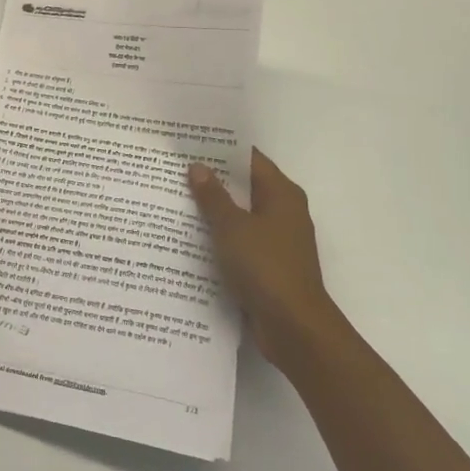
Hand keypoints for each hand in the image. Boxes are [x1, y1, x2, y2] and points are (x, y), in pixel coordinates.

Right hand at [189, 150, 336, 369]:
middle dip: (213, 180)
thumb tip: (198, 166)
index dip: (221, 150)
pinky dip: (221, 238)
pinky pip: (241, 242)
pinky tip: (191, 239)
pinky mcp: (270, 266)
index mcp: (282, 194)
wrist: (294, 328)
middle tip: (175, 170)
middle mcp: (284, 212)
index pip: (250, 159)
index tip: (191, 143)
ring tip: (175, 201)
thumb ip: (213, 196)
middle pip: (245, 186)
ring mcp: (278, 241)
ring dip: (215, 211)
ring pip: (241, 216)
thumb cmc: (265, 267)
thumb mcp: (233, 227)